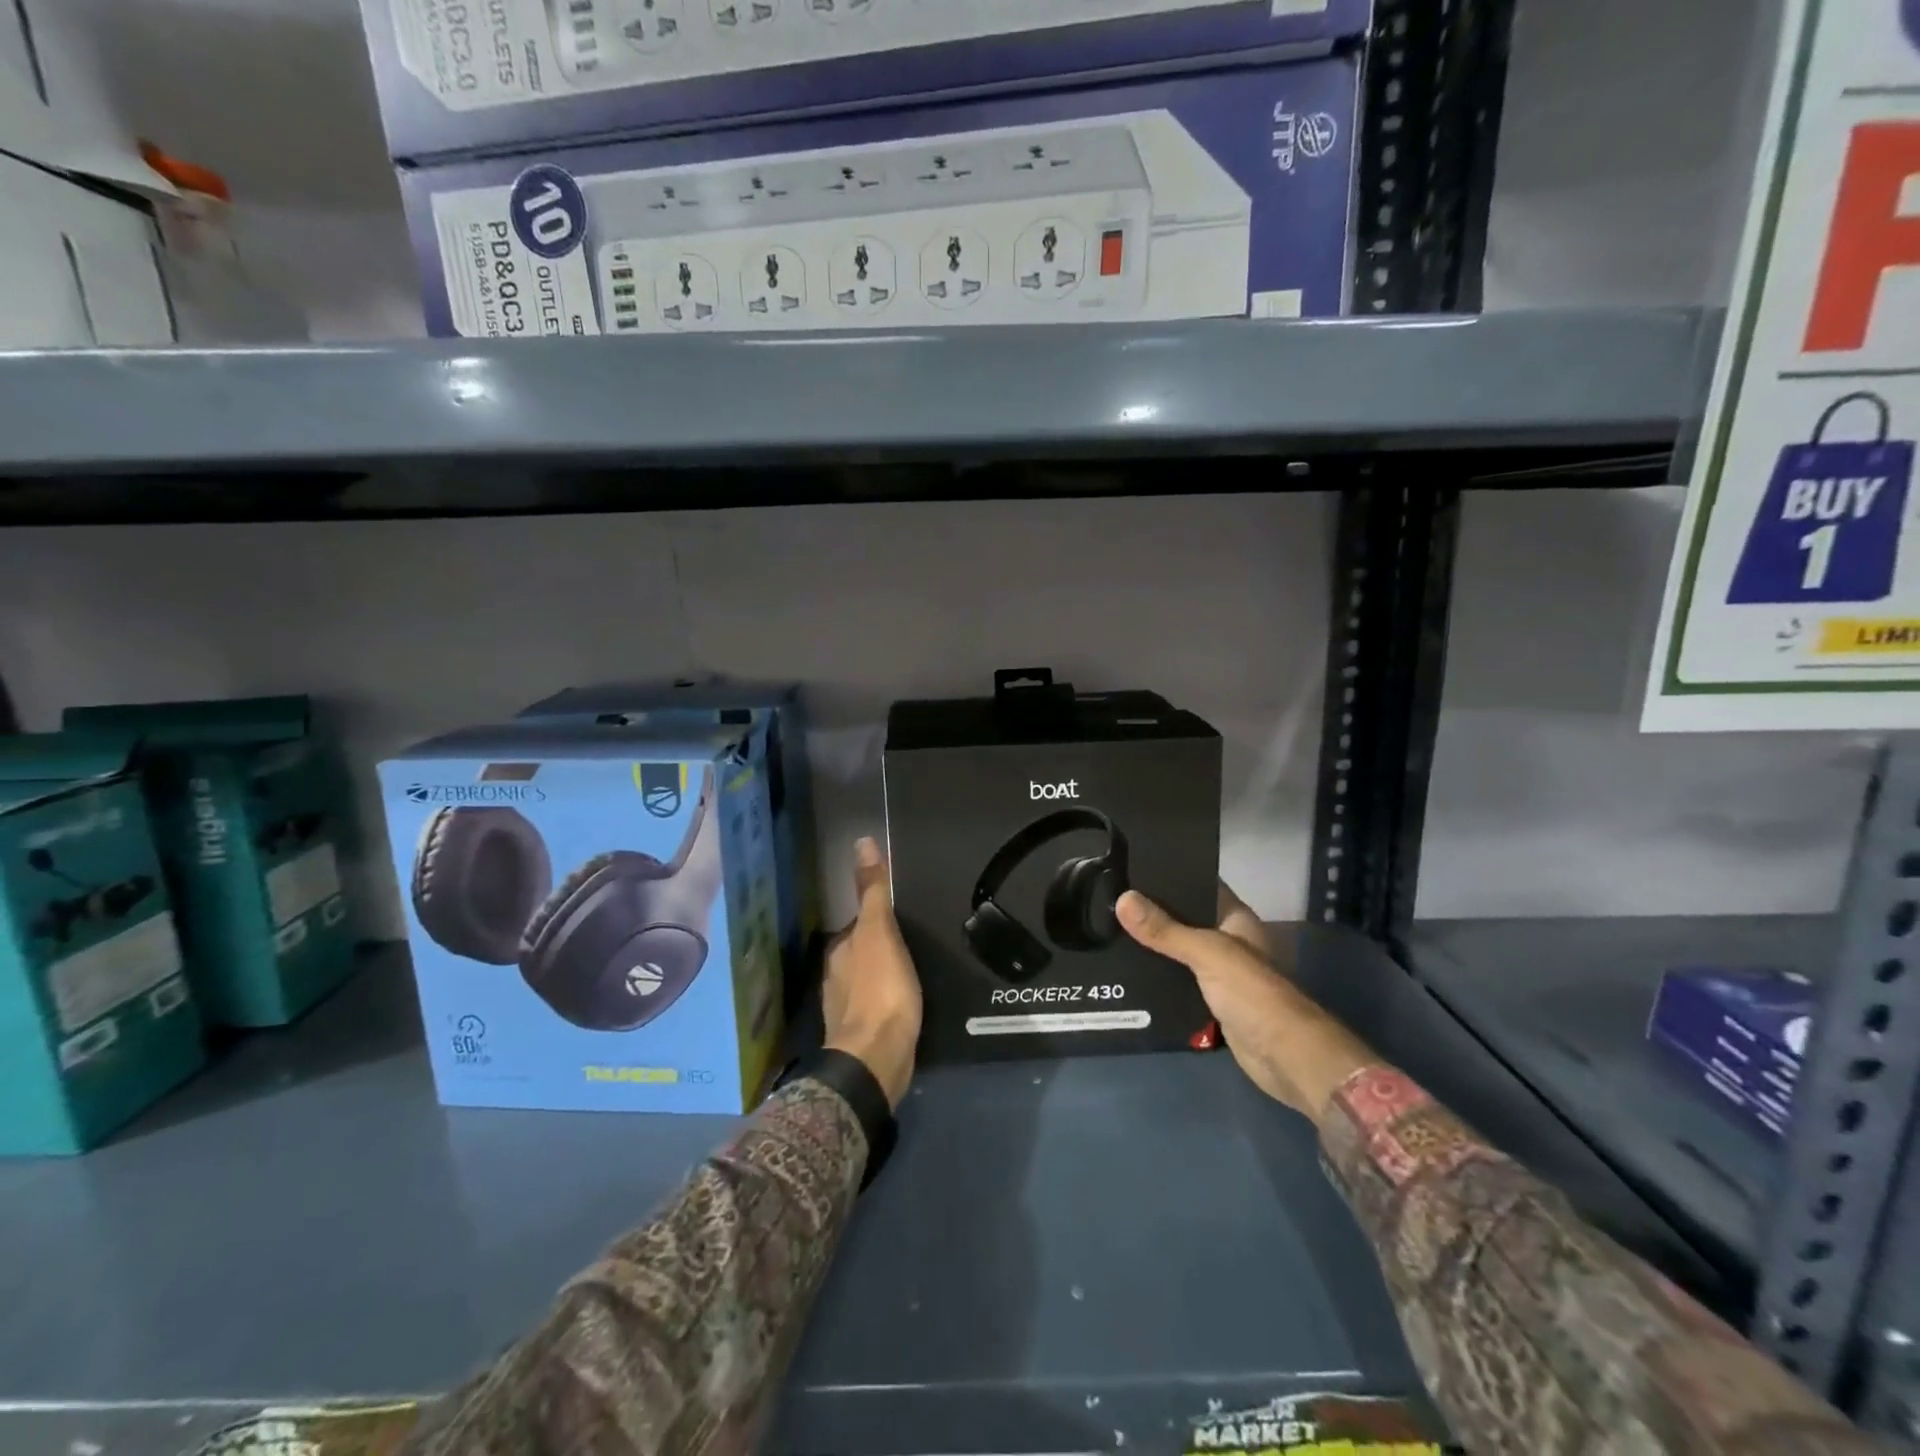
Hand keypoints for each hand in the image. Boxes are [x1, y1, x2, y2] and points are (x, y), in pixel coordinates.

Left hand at [822, 838, 922, 1110]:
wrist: (876, 1059)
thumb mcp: (880, 932)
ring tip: (912, 971)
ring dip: (882, 976)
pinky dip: (886, 1001)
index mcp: (840, 951)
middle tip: (913, 942)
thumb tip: (861, 841)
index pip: (858, 925)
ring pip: (865, 981)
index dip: (877, 919)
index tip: (901, 918)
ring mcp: (845, 1009)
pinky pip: (875, 1007)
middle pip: (860, 953)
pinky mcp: (861, 1035)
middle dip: (879, 948)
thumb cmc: (880, 990)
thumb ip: (872, 891)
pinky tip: (904, 1004)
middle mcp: (836, 977)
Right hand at [1116, 882, 1375, 1124]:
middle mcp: (1227, 940)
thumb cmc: (1252, 993)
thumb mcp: (1207, 953)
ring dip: (1152, 944)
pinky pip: (1177, 980)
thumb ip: (1165, 929)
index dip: (1169, 873)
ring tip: (1108, 927)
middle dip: (1152, 911)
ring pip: (1178, 950)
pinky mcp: (1210, 1001)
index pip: (1199, 883)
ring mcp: (1219, 972)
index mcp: (1235, 918)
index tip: (1130, 865)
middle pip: (1184, 918)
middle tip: (1108, 896)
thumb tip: (1122, 898)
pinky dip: (1157, 976)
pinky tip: (1126, 968)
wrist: (1284, 1056)